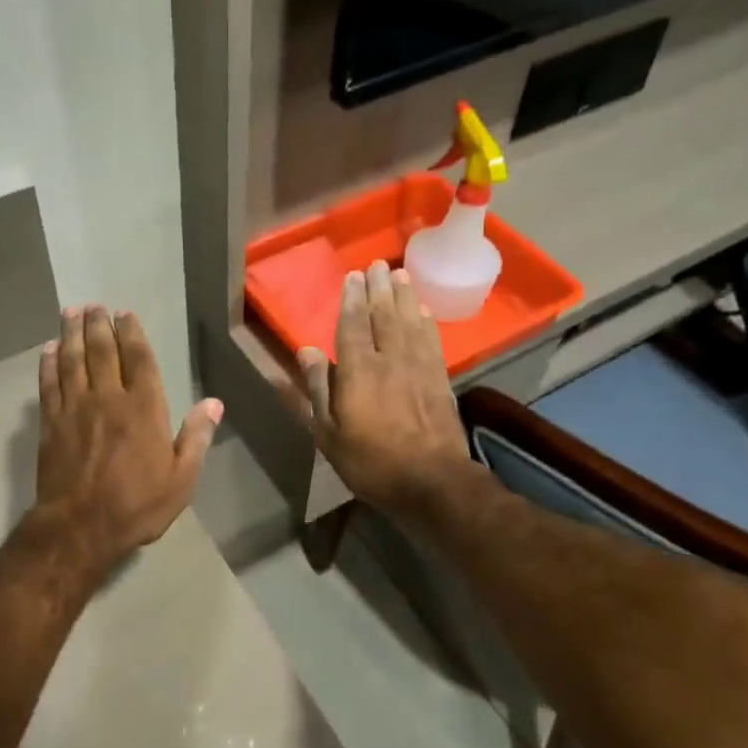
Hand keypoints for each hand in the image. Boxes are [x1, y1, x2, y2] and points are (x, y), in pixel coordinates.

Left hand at [32, 305, 222, 575]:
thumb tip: (214, 403)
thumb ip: (196, 438)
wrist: (80, 528)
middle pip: (101, 351)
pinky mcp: (50, 423)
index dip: (132, 333)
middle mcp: (108, 398)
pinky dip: (49, 363)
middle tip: (94, 305)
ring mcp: (75, 408)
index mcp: (144, 408)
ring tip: (71, 312)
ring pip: (73, 360)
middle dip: (98, 325)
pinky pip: (49, 384)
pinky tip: (50, 349)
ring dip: (72, 333)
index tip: (125, 314)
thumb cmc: (137, 505)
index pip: (138, 358)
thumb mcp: (181, 479)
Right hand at [298, 262, 468, 514]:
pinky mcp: (440, 379)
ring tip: (400, 275)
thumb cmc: (370, 462)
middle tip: (377, 265)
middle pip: (385, 315)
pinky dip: (426, 322)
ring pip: (410, 322)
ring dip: (404, 297)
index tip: (353, 276)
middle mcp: (390, 359)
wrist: (432, 482)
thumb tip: (306, 350)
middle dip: (379, 288)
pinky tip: (424, 311)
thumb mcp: (328, 432)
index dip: (352, 298)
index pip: (353, 324)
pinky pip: (431, 340)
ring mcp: (419, 367)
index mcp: (358, 371)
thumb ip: (318, 388)